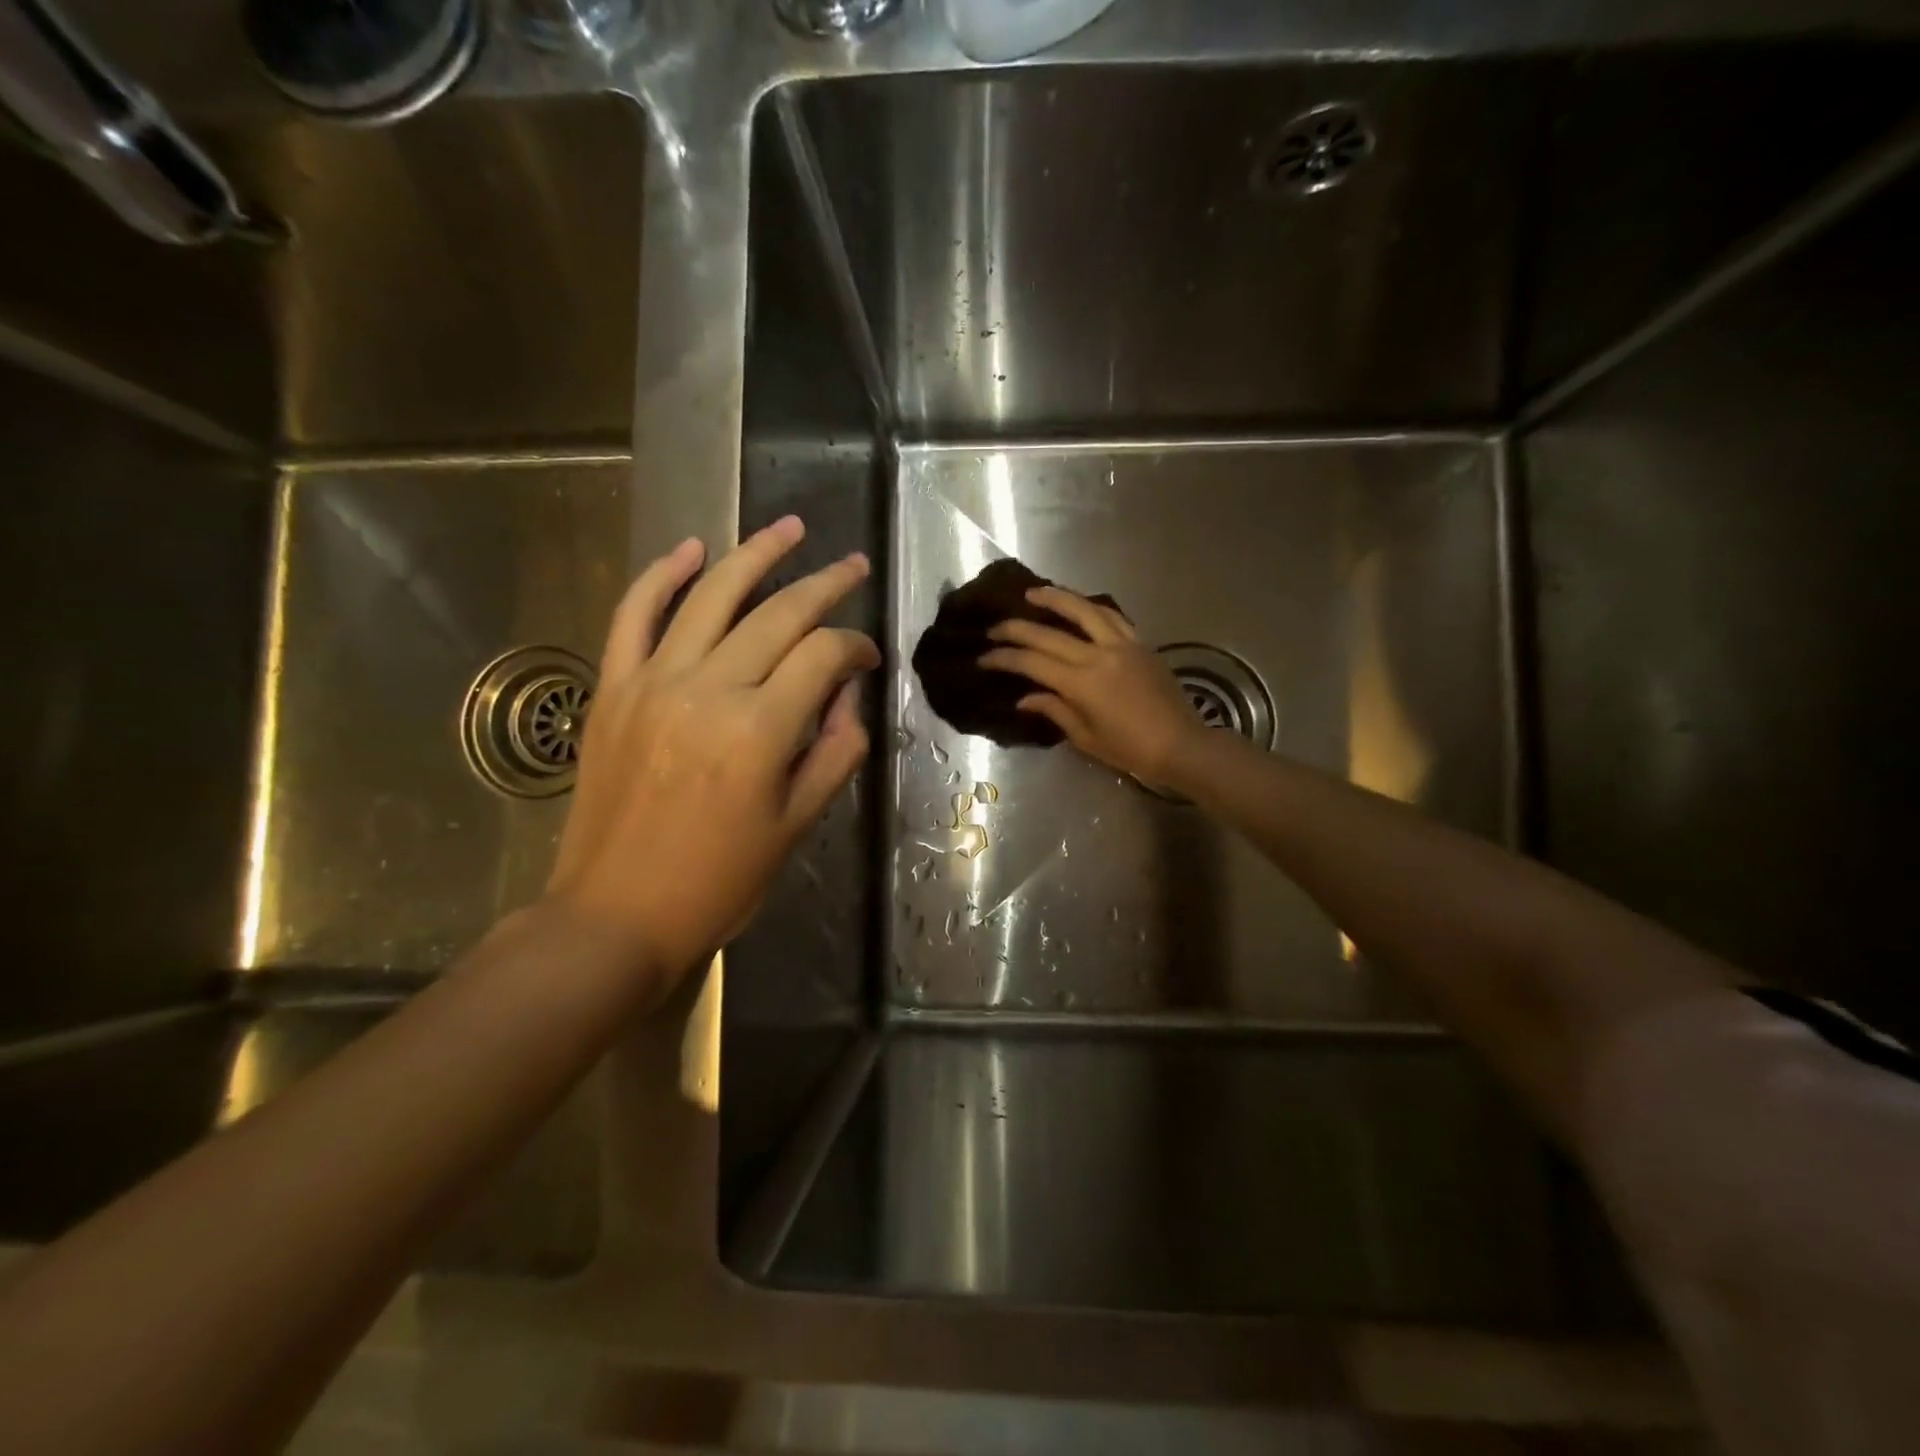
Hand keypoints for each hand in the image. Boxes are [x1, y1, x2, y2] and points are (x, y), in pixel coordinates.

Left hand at [546, 516, 878, 998]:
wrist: (615, 915)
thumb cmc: (719, 883)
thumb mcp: (798, 825)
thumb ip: (834, 751)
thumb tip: (845, 695)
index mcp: (760, 730)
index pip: (823, 656)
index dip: (855, 649)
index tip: (868, 660)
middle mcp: (709, 689)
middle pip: (778, 614)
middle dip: (825, 585)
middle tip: (853, 566)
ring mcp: (653, 682)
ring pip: (712, 596)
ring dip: (756, 554)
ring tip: (791, 527)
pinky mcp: (613, 688)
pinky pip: (634, 614)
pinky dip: (662, 575)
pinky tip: (692, 548)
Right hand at [979, 585, 1204, 786]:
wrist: (1182, 745)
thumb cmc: (1130, 750)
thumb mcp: (1086, 737)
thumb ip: (1054, 710)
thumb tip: (1025, 697)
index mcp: (1082, 684)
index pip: (1032, 662)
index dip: (1004, 658)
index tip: (984, 657)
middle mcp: (1099, 655)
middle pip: (1049, 633)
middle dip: (1016, 629)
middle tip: (995, 627)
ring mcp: (1122, 645)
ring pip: (1084, 610)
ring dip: (1055, 598)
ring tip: (1033, 594)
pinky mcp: (1140, 643)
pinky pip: (1111, 617)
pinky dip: (1090, 608)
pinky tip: (1078, 606)